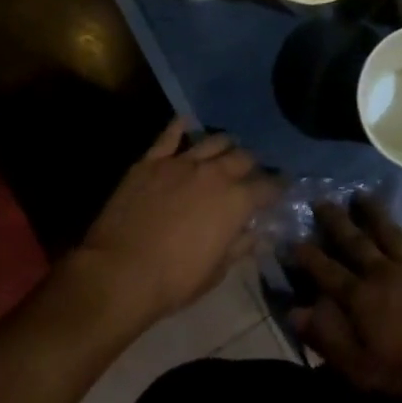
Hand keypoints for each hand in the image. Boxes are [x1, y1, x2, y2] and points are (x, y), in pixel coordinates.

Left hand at [76, 119, 278, 324]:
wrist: (120, 272)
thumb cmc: (174, 280)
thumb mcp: (217, 271)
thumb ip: (241, 246)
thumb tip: (259, 235)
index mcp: (235, 201)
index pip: (267, 186)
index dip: (277, 186)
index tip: (281, 187)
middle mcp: (214, 173)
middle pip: (242, 157)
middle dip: (252, 163)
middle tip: (252, 170)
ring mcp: (181, 163)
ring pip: (212, 141)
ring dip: (224, 144)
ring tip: (227, 147)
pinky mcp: (151, 161)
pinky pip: (169, 136)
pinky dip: (180, 127)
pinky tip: (186, 122)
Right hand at [290, 195, 401, 395]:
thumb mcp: (365, 370)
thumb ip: (329, 339)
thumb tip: (295, 311)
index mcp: (360, 298)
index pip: (326, 272)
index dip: (307, 257)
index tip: (292, 240)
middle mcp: (382, 272)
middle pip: (354, 241)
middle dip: (334, 222)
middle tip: (320, 201)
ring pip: (386, 231)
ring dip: (371, 213)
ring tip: (359, 196)